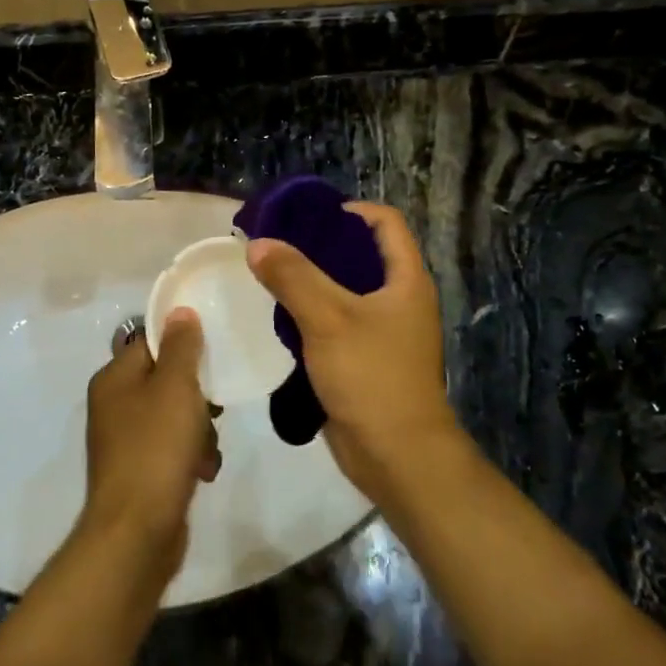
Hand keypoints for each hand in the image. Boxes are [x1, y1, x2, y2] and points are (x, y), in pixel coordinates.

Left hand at [82, 309, 218, 570]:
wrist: (137, 531)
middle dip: (198, 397)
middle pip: (167, 381)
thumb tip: (179, 311)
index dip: (183, 345)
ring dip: (200, 431)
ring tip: (207, 450)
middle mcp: (114, 406)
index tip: (214, 353)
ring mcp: (126, 441)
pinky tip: (203, 472)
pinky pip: (173, 450)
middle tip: (214, 409)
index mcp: (114, 379)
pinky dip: (192, 457)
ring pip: (176, 418)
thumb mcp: (175, 388)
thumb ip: (181, 347)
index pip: (150, 342)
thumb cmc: (156, 448)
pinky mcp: (141, 472)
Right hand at [247, 204, 458, 488]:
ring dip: (312, 282)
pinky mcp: (365, 361)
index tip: (307, 217)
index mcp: (406, 281)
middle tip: (277, 245)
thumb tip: (258, 243)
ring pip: (346, 292)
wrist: (396, 454)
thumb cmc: (372, 376)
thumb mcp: (329, 319)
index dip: (350, 211)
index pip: (385, 223)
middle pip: (362, 256)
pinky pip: (336, 325)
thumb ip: (293, 277)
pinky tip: (280, 318)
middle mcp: (400, 301)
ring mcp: (384, 333)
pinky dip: (311, 315)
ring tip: (271, 276)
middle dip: (321, 246)